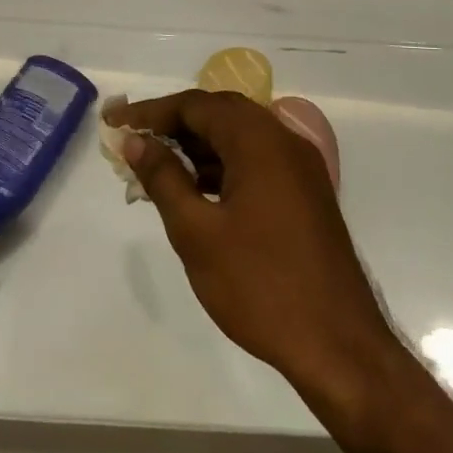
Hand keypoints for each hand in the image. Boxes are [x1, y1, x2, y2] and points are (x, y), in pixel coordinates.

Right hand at [108, 91, 397, 413]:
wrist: (339, 347)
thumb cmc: (260, 286)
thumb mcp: (196, 232)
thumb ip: (163, 178)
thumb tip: (136, 141)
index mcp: (259, 141)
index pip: (195, 105)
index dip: (150, 111)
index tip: (113, 122)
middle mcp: (284, 142)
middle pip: (219, 113)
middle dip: (173, 124)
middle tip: (133, 141)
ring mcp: (300, 168)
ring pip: (238, 137)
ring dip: (197, 146)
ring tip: (156, 168)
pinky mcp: (306, 194)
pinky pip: (256, 161)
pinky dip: (221, 165)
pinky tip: (196, 191)